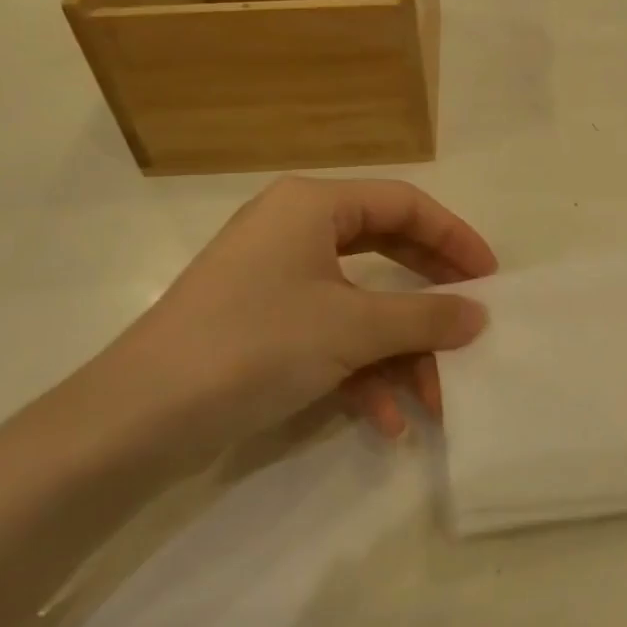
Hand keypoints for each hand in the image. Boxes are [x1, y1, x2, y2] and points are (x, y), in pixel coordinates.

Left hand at [88, 177, 495, 458]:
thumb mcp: (351, 328)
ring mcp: (276, 279)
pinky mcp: (263, 324)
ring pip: (360, 303)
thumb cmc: (254, 344)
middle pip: (386, 250)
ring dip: (399, 350)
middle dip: (430, 297)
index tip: (490, 277)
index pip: (404, 204)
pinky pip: (329, 335)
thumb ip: (424, 317)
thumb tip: (479, 315)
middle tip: (471, 322)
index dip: (454, 237)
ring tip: (433, 398)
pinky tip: (386, 422)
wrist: (136, 420)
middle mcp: (295, 230)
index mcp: (313, 204)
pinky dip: (360, 373)